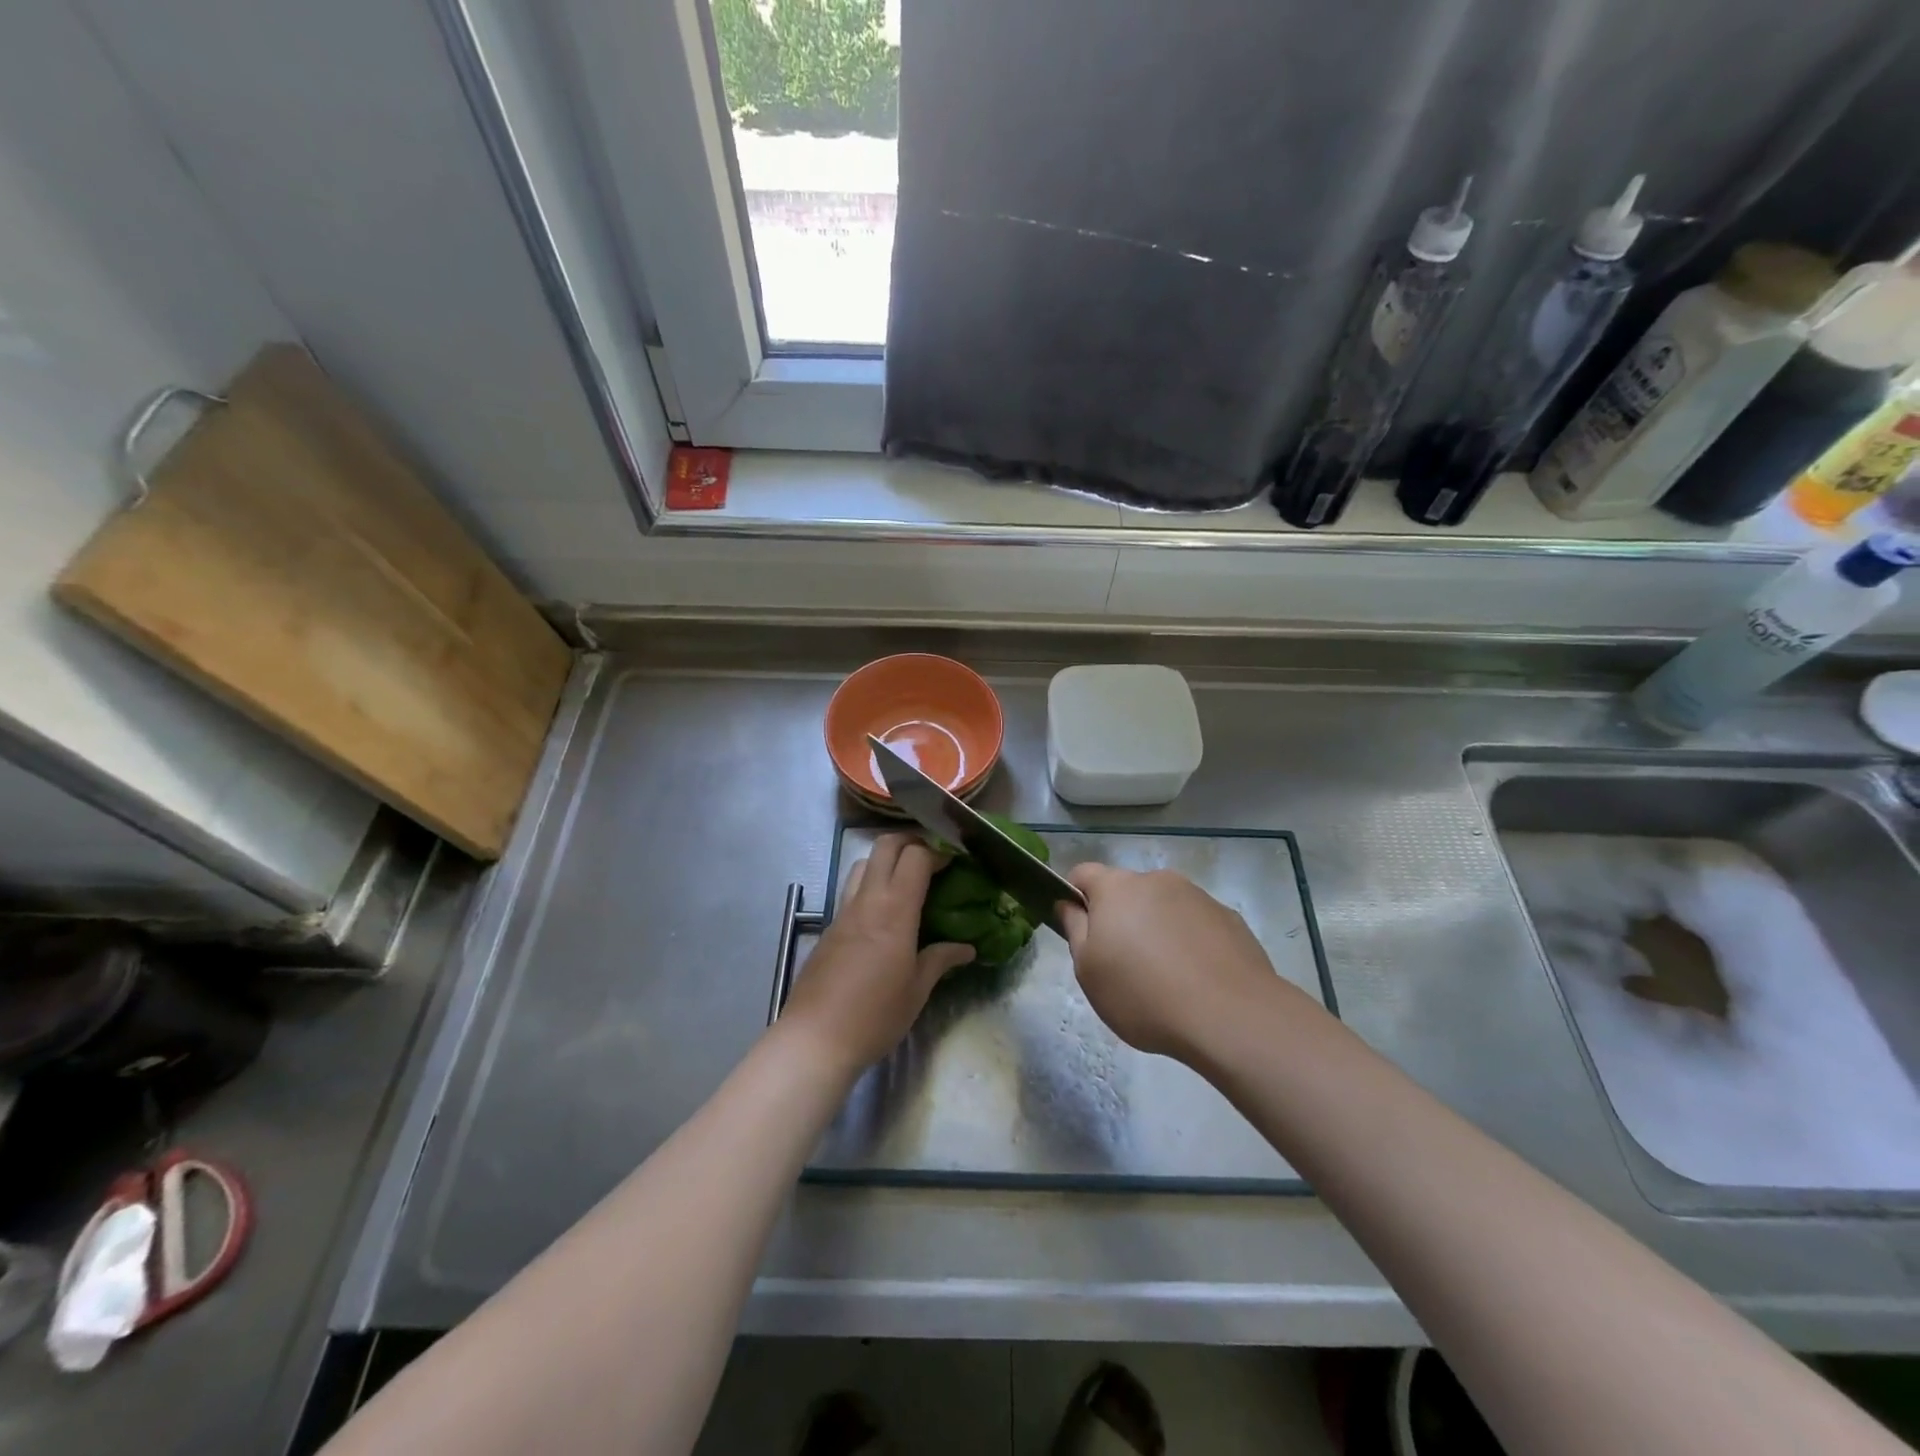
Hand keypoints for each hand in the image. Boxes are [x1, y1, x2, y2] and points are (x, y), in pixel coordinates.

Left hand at [779, 834, 974, 1076]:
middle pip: (885, 846)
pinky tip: (882, 916)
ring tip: (907, 882)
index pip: (916, 857)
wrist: (815, 1039)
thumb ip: (940, 960)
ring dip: (886, 861)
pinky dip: (870, 886)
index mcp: (894, 911)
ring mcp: (843, 912)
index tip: (955, 862)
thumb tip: (967, 948)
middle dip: (911, 842)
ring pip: (863, 864)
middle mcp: (867, 901)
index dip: (937, 852)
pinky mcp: (828, 928)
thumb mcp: (917, 990)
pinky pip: (851, 891)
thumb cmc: (875, 1016)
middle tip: (932, 859)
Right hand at [1059, 864, 1304, 1063]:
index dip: (1075, 897)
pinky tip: (1197, 981)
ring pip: (1164, 907)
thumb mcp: (1089, 971)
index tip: (1080, 931)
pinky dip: (1190, 943)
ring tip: (1166, 978)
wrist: (1230, 1015)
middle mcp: (1157, 880)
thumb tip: (1068, 904)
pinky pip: (1196, 924)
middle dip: (1121, 918)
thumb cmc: (1143, 994)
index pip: (1083, 873)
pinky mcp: (1229, 918)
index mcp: (1117, 888)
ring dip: (1157, 929)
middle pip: (1127, 891)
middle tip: (1122, 964)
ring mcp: (1197, 896)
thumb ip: (1074, 930)